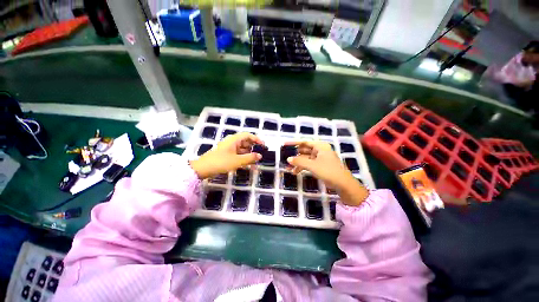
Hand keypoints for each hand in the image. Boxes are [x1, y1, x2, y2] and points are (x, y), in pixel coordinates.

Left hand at [190, 133, 262, 178]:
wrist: (203, 169)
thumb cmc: (221, 162)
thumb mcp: (237, 161)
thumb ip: (250, 158)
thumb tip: (260, 156)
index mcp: (234, 140)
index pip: (248, 135)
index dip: (256, 139)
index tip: (263, 145)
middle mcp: (232, 142)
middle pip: (245, 141)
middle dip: (253, 147)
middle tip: (260, 153)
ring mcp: (229, 148)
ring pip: (242, 149)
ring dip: (249, 154)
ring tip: (255, 161)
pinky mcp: (227, 155)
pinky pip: (238, 154)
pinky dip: (243, 158)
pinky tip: (248, 164)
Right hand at [285, 141, 368, 205]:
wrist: (343, 184)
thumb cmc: (328, 171)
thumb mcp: (312, 166)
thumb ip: (299, 161)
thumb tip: (288, 159)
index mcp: (320, 146)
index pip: (304, 142)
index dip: (294, 143)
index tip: (285, 144)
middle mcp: (320, 150)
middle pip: (305, 150)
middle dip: (295, 155)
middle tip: (286, 157)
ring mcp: (321, 158)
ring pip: (306, 158)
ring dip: (298, 163)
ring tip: (289, 168)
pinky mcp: (321, 165)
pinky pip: (309, 164)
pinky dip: (303, 167)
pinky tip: (295, 172)